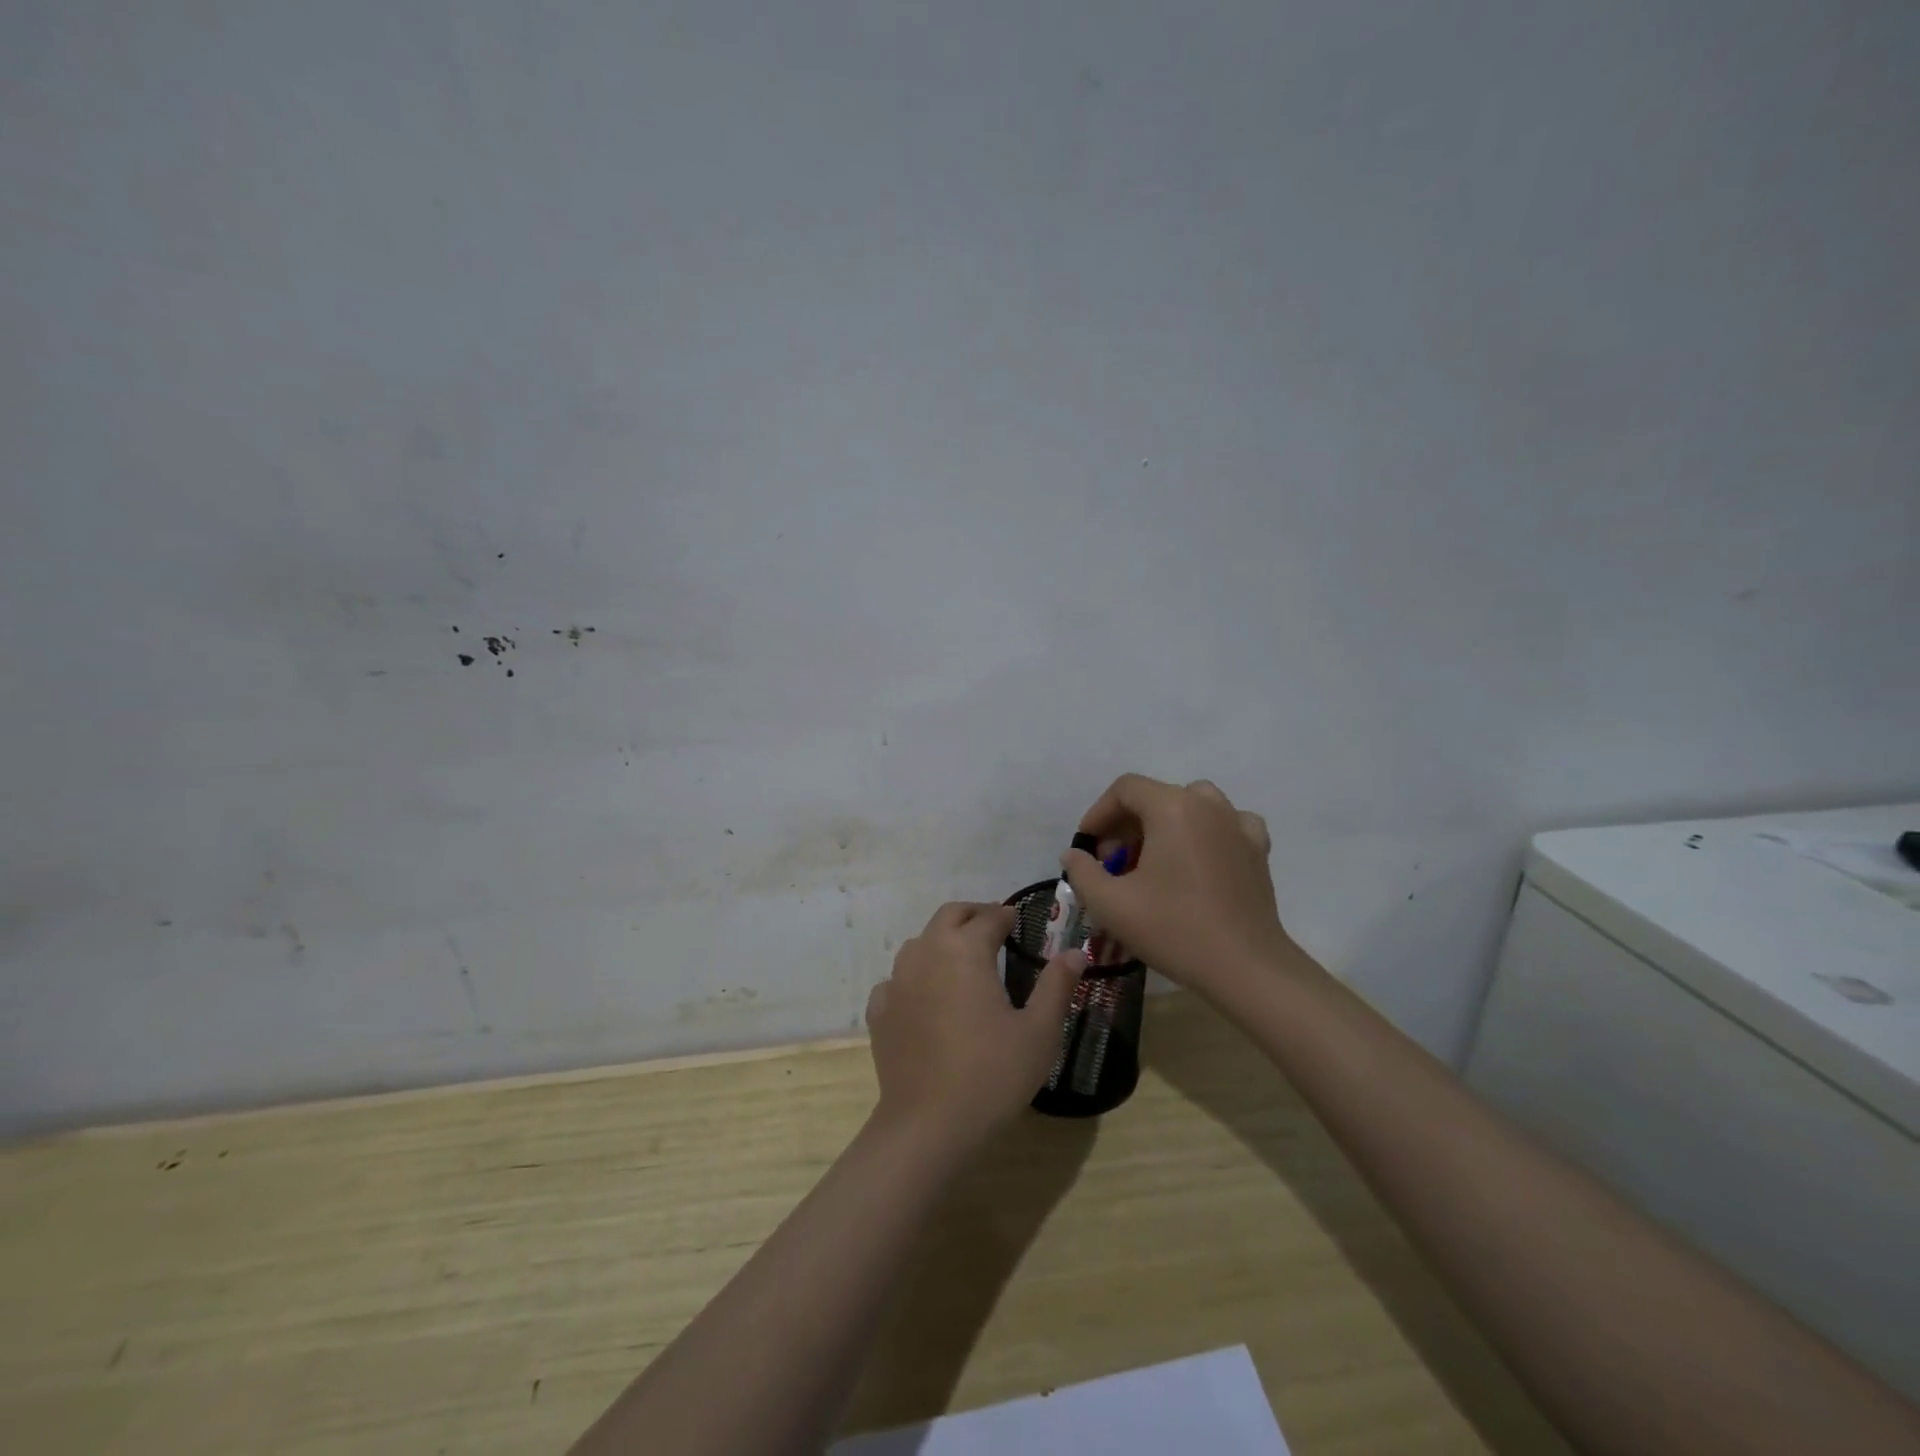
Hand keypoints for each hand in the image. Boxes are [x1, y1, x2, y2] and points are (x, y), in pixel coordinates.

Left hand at [866, 901, 1082, 1149]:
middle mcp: (927, 953)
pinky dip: (915, 977)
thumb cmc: (992, 1074)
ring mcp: (897, 981)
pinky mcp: (879, 1010)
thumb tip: (1074, 952)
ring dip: (943, 941)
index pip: (989, 918)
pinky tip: (926, 998)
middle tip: (993, 927)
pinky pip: (898, 979)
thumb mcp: (1039, 1032)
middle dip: (973, 915)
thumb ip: (1056, 985)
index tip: (1018, 920)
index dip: (1006, 915)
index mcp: (965, 950)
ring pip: (920, 943)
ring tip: (963, 961)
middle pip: (949, 916)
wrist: (928, 1125)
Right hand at [1062, 774, 1295, 997]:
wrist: (1245, 967)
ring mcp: (1238, 825)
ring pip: (1191, 806)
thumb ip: (1082, 871)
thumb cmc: (1173, 929)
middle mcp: (1208, 805)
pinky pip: (1225, 826)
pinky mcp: (1257, 850)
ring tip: (1151, 862)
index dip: (1099, 813)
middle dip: (1126, 825)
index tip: (1087, 847)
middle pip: (1156, 797)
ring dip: (1163, 826)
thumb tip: (1074, 854)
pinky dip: (1205, 834)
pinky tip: (1197, 860)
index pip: (1125, 789)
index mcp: (1172, 807)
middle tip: (1112, 864)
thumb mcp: (1110, 904)